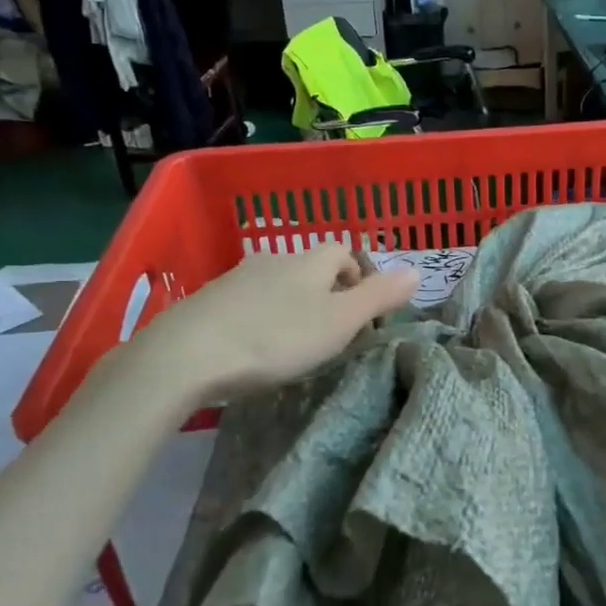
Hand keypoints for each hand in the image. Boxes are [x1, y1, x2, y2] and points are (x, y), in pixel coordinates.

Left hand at [112, 245, 418, 403]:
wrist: (188, 354)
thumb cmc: (276, 337)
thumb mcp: (339, 321)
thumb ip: (379, 296)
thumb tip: (417, 269)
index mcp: (309, 261)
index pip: (343, 251)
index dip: (358, 275)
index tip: (362, 313)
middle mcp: (273, 260)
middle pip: (310, 267)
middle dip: (326, 293)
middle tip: (332, 333)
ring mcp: (236, 278)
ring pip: (276, 285)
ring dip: (291, 306)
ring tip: (294, 345)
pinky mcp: (207, 301)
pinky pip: (246, 303)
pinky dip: (259, 318)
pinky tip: (254, 348)